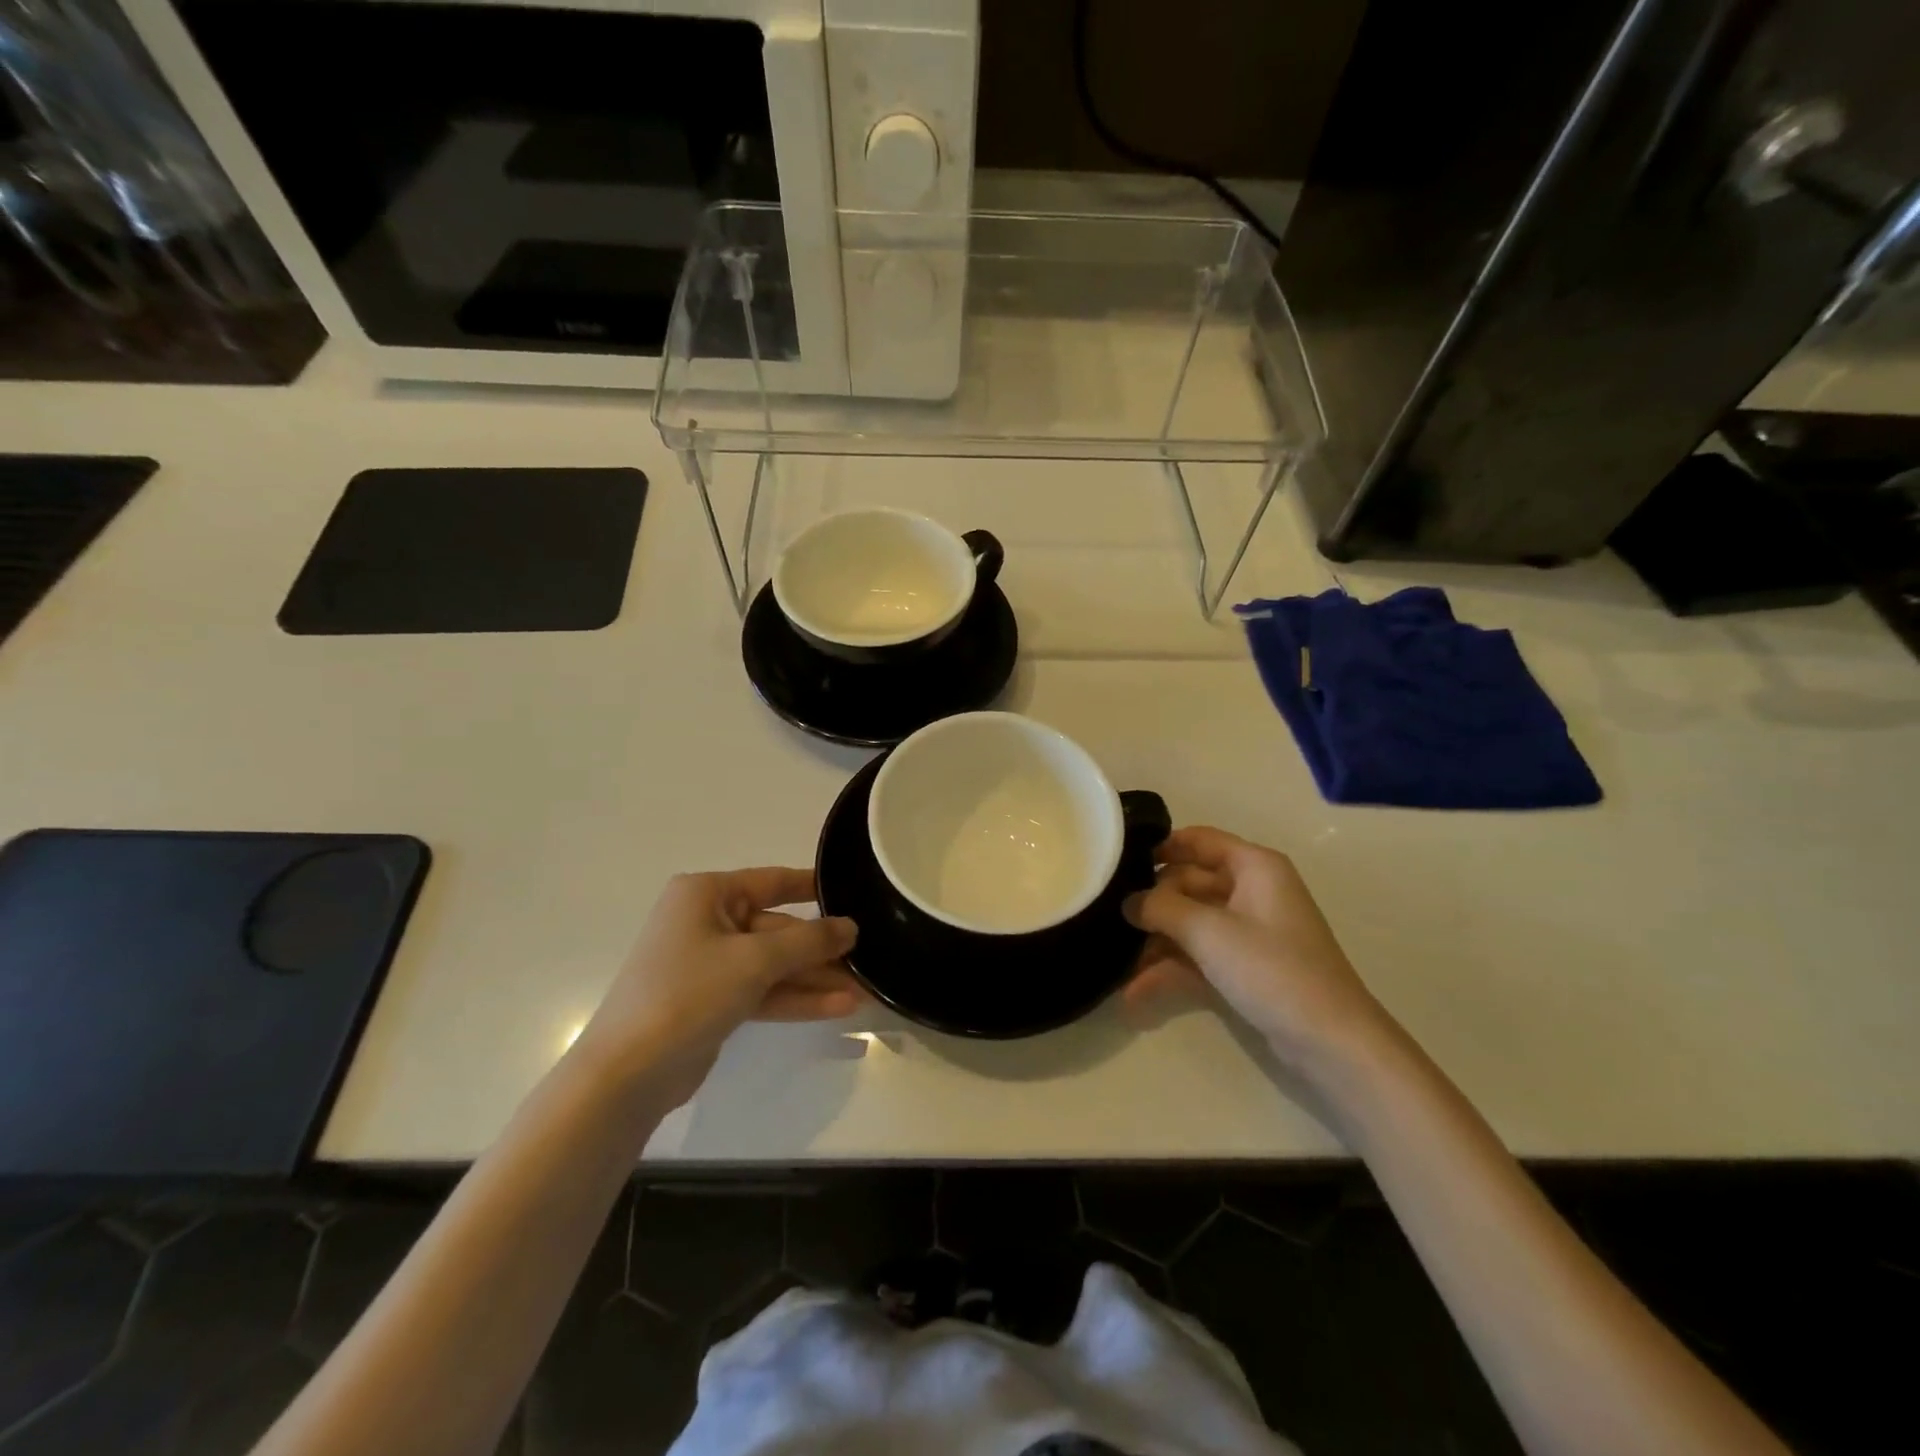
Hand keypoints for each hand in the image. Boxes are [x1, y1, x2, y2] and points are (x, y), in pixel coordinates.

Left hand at [573, 868, 860, 1106]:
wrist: (627, 1074)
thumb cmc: (688, 994)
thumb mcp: (755, 960)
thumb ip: (808, 942)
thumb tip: (850, 927)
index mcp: (706, 894)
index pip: (772, 881)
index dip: (813, 887)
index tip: (854, 891)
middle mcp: (706, 921)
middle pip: (777, 929)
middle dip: (820, 951)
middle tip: (868, 961)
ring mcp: (708, 964)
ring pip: (773, 964)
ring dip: (815, 979)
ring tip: (864, 992)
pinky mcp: (712, 1002)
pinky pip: (762, 990)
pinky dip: (795, 998)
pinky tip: (839, 1008)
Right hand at [1123, 827, 1389, 1070]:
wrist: (1331, 1043)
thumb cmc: (1272, 969)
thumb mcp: (1209, 932)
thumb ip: (1161, 908)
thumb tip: (1127, 901)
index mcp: (1255, 867)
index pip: (1199, 840)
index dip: (1160, 847)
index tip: (1119, 862)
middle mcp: (1253, 891)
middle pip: (1189, 884)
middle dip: (1152, 905)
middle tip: (1109, 919)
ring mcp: (1250, 932)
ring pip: (1191, 923)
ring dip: (1156, 943)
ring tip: (1115, 965)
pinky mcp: (1247, 967)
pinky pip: (1200, 956)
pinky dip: (1171, 970)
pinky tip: (1136, 993)